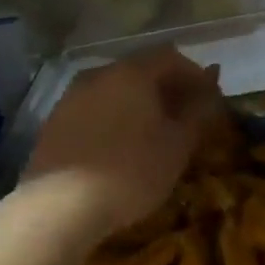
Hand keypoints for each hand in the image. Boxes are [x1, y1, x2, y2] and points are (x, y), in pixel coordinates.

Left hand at [23, 47, 220, 237]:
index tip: (209, 98)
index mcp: (132, 73)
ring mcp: (71, 98)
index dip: (195, 74)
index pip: (171, 57)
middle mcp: (98, 75)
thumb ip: (197, 113)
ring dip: (138, 104)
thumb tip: (211, 93)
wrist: (60, 207)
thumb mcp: (178, 145)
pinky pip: (93, 110)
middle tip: (185, 116)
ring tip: (153, 134)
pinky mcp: (53, 124)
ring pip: (114, 90)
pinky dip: (113, 119)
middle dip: (166, 88)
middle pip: (140, 70)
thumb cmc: (132, 171)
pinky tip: (119, 147)